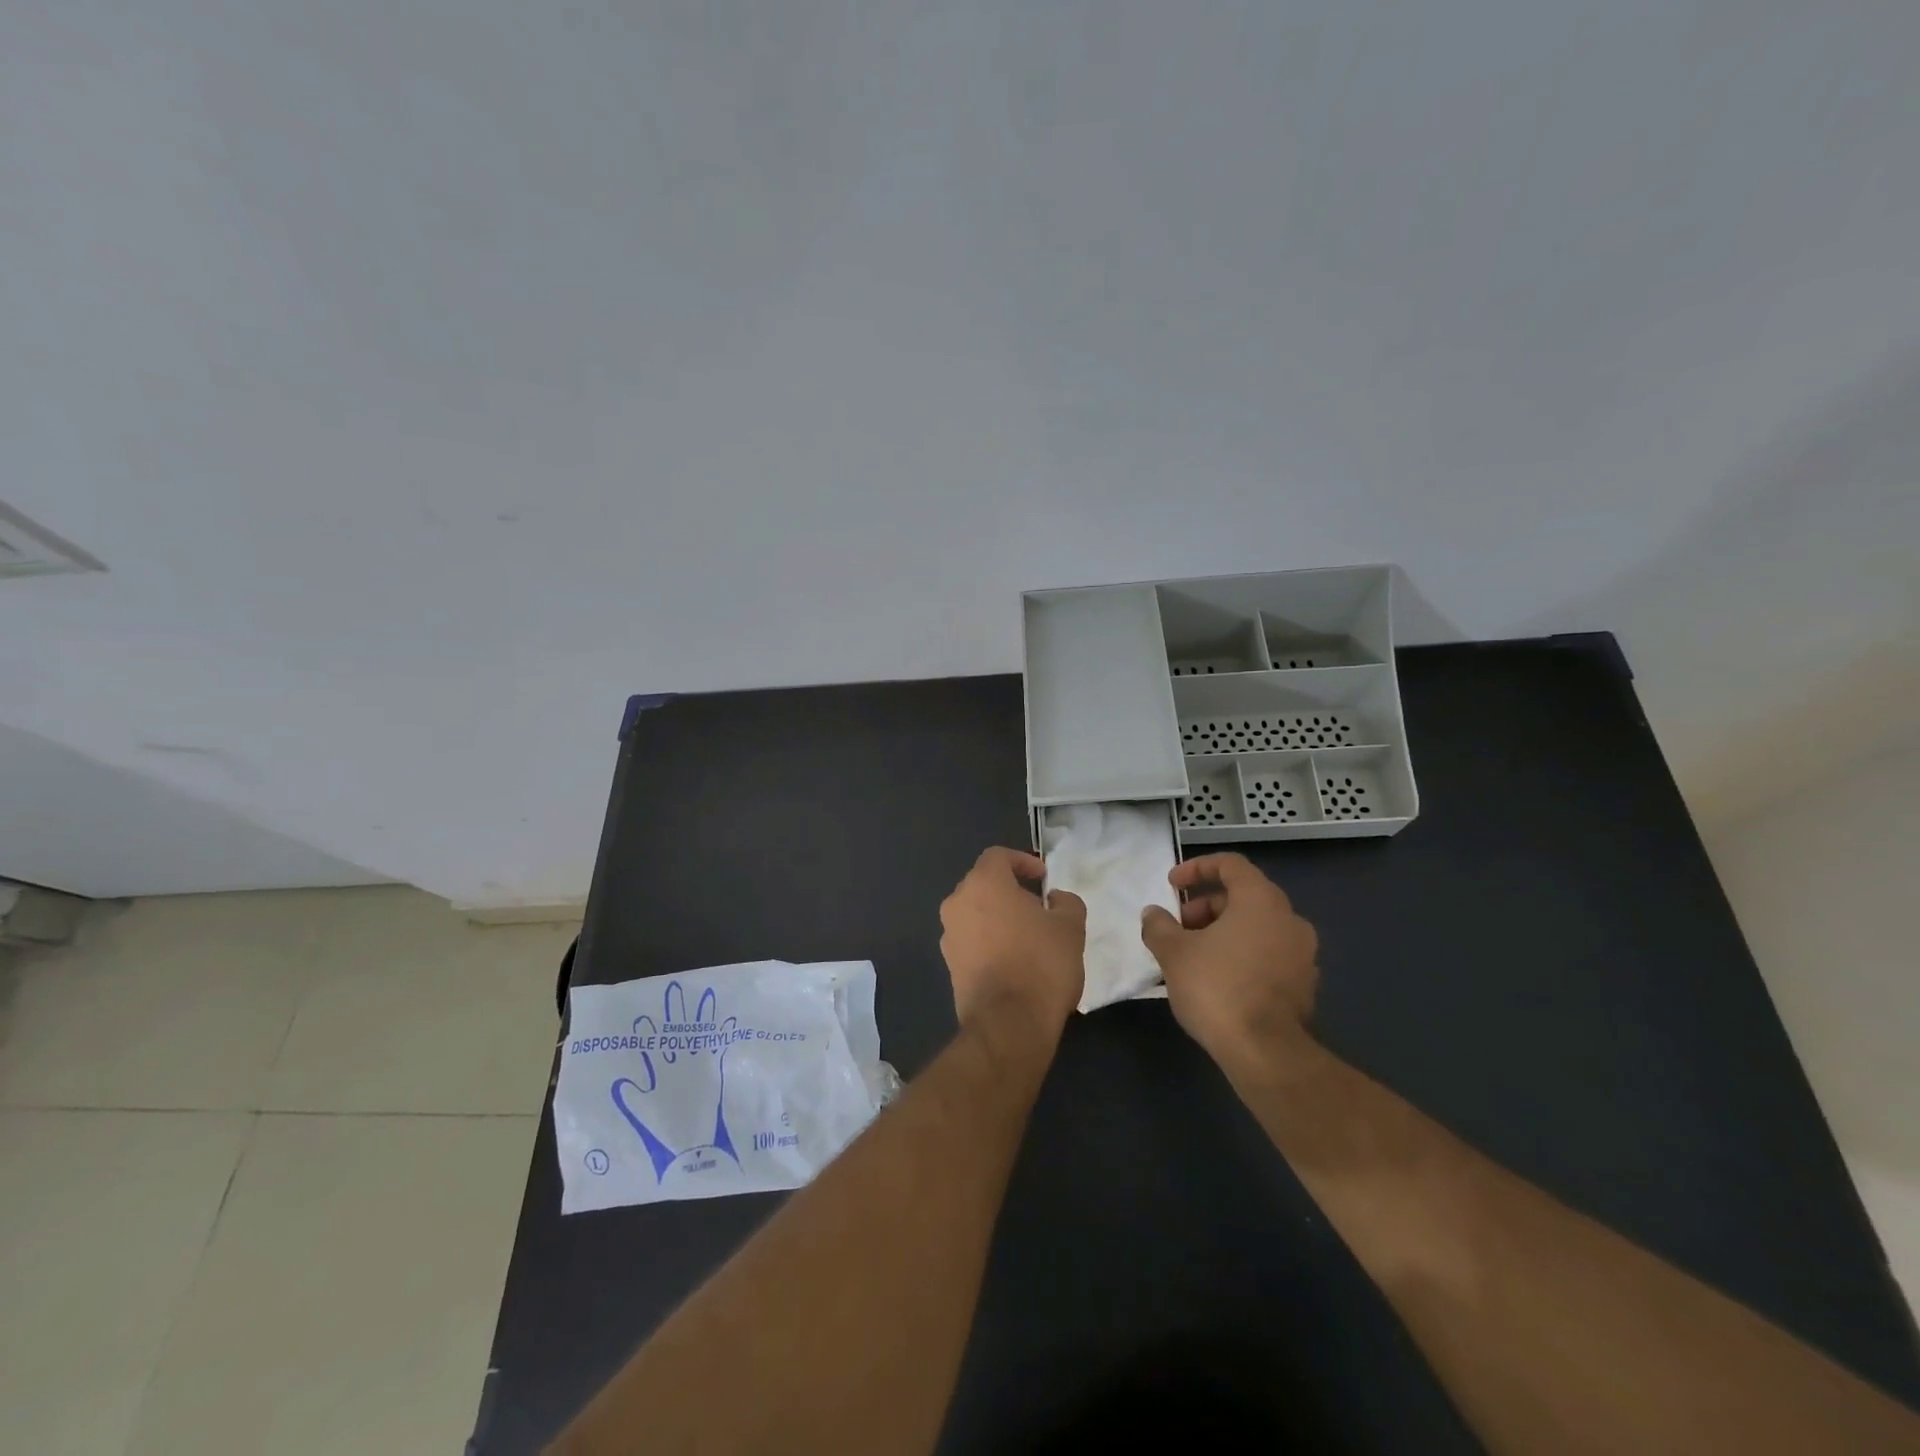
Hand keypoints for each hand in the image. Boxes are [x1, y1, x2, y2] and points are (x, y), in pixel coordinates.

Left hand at [939, 848, 1085, 1051]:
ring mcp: (949, 936)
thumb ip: (1066, 902)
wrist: (1008, 1024)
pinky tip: (1014, 961)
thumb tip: (1054, 899)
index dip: (1022, 861)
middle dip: (1010, 890)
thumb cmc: (1041, 964)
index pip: (998, 856)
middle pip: (983, 884)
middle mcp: (958, 903)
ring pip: (975, 913)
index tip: (1043, 878)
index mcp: (983, 884)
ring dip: (999, 917)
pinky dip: (989, 941)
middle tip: (1039, 907)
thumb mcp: (1070, 927)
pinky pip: (971, 940)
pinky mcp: (949, 965)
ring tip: (1028, 936)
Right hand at [1139, 853, 1318, 1068]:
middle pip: (1244, 896)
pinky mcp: (1305, 985)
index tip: (1172, 884)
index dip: (1197, 868)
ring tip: (1193, 955)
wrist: (1266, 1053)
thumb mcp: (1173, 953)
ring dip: (1223, 931)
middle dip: (1206, 906)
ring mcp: (1303, 954)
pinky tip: (1218, 979)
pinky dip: (1243, 955)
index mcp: (1261, 900)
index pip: (1231, 864)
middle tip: (1179, 927)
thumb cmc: (1217, 987)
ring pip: (1257, 927)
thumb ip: (1159, 926)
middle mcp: (1289, 919)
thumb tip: (1153, 913)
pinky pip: (1268, 954)